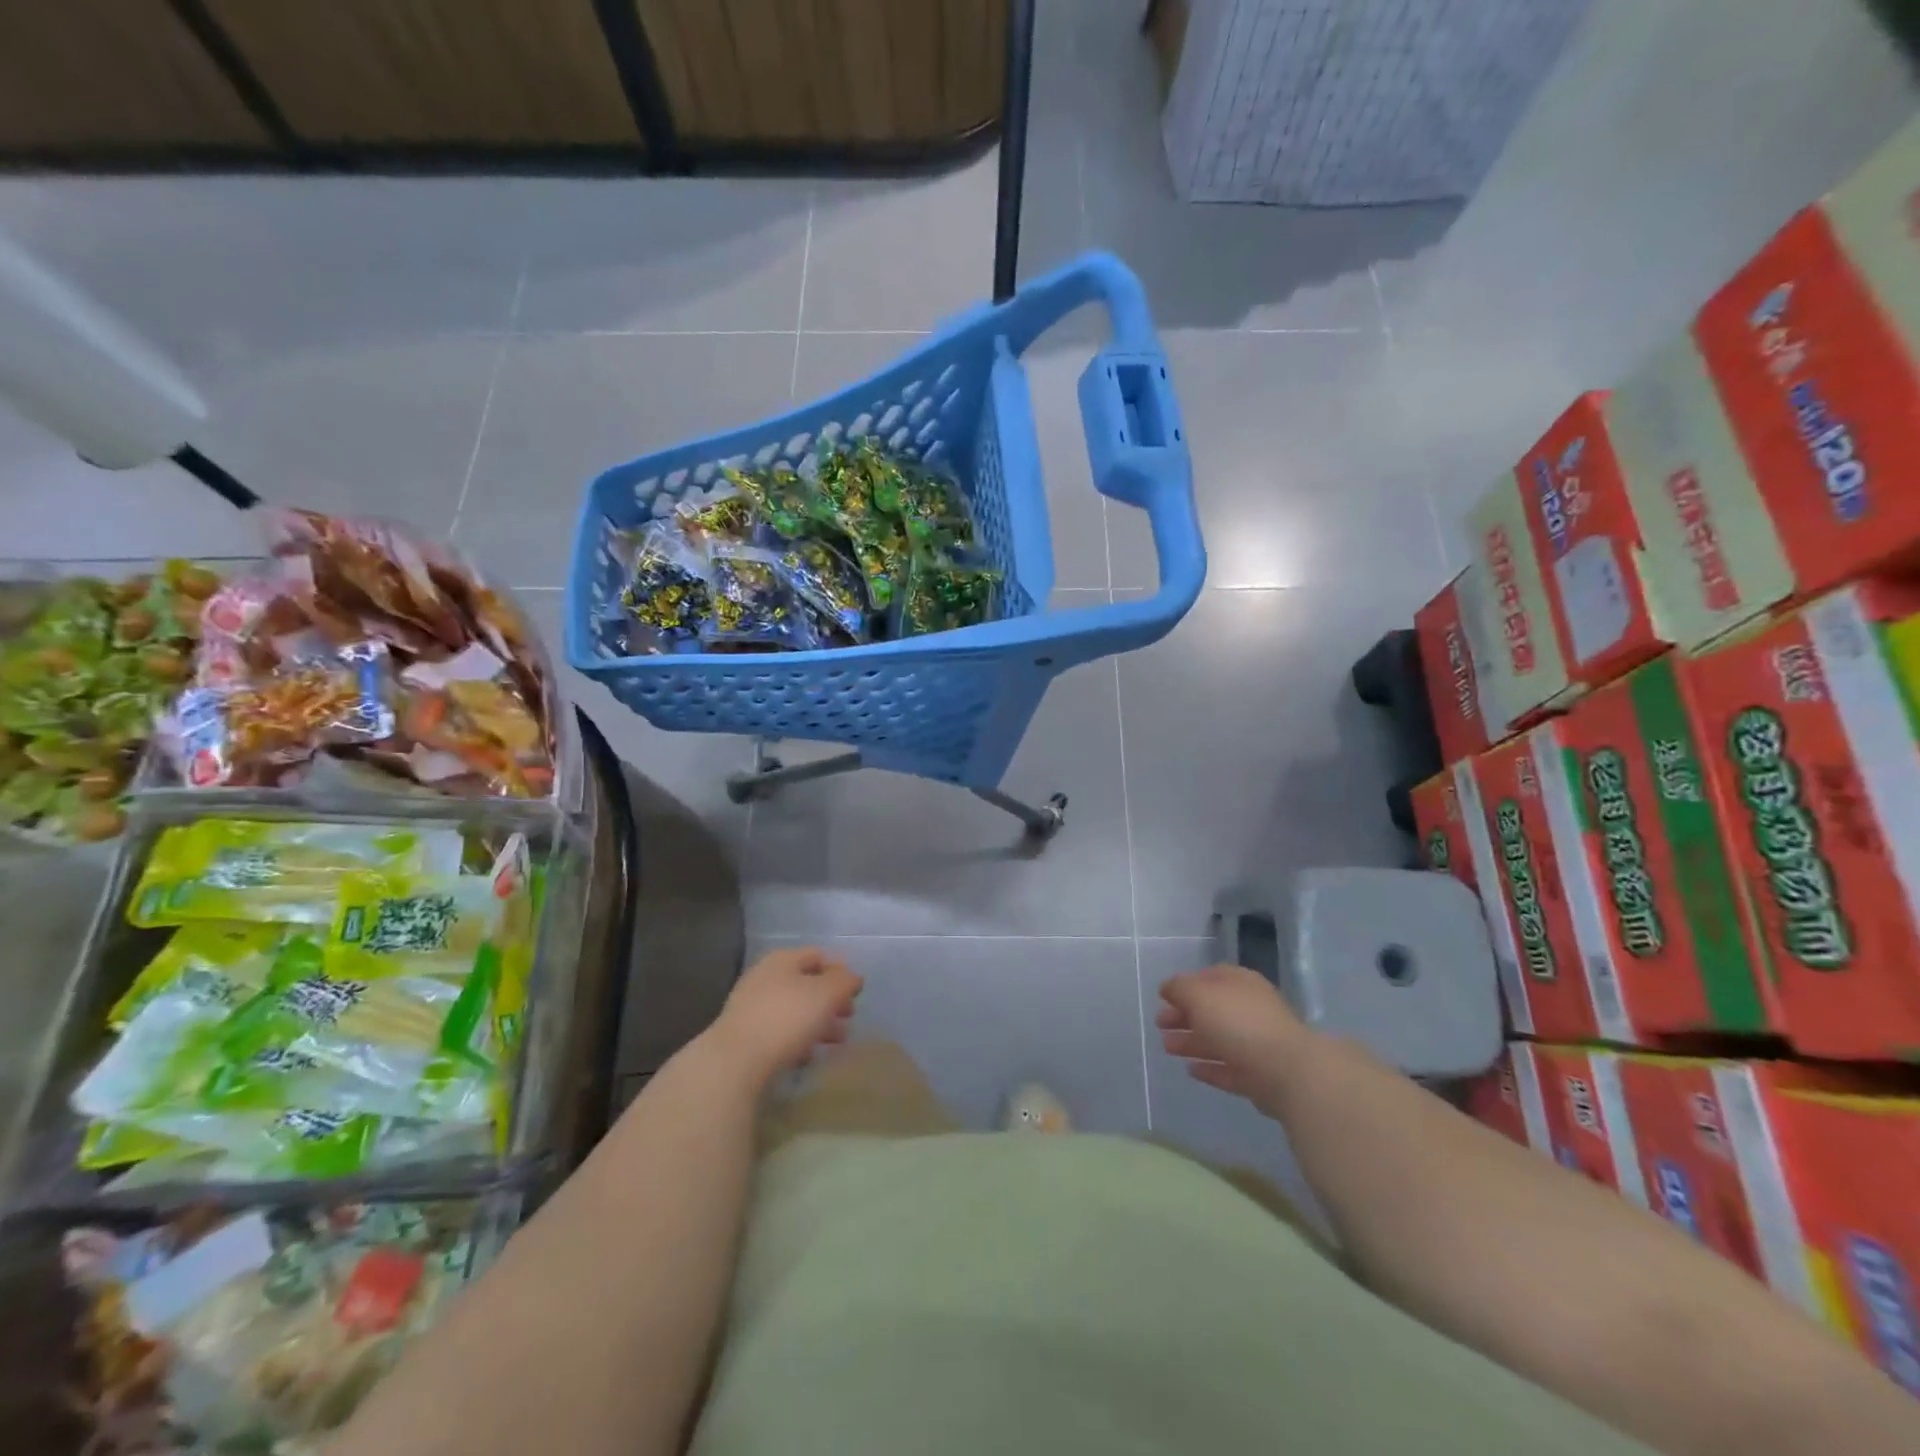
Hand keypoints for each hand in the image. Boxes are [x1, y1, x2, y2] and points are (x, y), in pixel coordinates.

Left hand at [705, 947, 862, 1087]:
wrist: (735, 1061)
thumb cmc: (786, 1018)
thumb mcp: (826, 994)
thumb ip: (844, 981)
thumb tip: (853, 977)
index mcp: (783, 960)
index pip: (818, 956)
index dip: (839, 971)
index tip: (855, 993)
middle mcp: (764, 977)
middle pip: (806, 984)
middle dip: (830, 1001)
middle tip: (849, 1018)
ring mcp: (751, 1006)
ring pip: (793, 1010)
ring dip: (817, 1023)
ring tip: (835, 1042)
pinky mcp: (745, 1035)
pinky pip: (778, 1032)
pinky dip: (797, 1040)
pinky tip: (807, 1057)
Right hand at [1156, 964, 1311, 1115]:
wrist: (1287, 1071)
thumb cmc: (1238, 1022)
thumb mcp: (1198, 994)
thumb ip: (1179, 988)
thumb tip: (1168, 988)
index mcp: (1239, 983)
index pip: (1208, 977)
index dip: (1184, 986)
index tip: (1163, 998)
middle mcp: (1250, 1008)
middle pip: (1211, 1009)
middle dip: (1184, 1016)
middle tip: (1159, 1025)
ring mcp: (1257, 1043)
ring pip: (1217, 1039)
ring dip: (1191, 1042)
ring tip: (1167, 1048)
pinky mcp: (1260, 1075)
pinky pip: (1228, 1068)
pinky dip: (1209, 1067)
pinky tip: (1190, 1070)